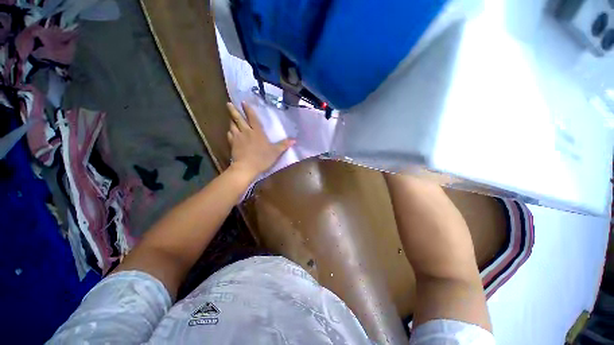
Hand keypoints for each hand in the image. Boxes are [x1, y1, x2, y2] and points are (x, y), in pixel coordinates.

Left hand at [226, 102, 294, 178]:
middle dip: (233, 111)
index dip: (248, 110)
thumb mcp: (276, 152)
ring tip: (230, 117)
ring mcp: (237, 138)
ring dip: (231, 121)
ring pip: (232, 126)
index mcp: (257, 132)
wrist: (246, 167)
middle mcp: (246, 132)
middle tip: (228, 104)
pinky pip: (229, 136)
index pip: (252, 118)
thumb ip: (284, 145)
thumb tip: (295, 140)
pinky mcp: (232, 145)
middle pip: (238, 119)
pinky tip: (230, 132)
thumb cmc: (262, 158)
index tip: (243, 102)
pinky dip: (229, 133)